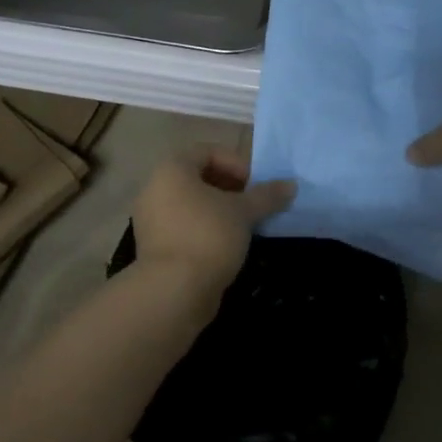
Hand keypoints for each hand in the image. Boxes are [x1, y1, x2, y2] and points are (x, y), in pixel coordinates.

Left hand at [132, 145, 295, 289]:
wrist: (173, 291)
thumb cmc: (208, 236)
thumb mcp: (243, 212)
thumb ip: (267, 195)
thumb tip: (290, 185)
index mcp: (172, 169)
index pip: (207, 151)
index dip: (236, 163)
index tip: (256, 185)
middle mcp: (155, 188)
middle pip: (198, 177)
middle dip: (230, 187)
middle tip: (253, 204)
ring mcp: (151, 219)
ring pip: (191, 203)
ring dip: (219, 210)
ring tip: (244, 225)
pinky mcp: (154, 246)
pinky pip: (183, 225)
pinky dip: (205, 228)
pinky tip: (226, 245)